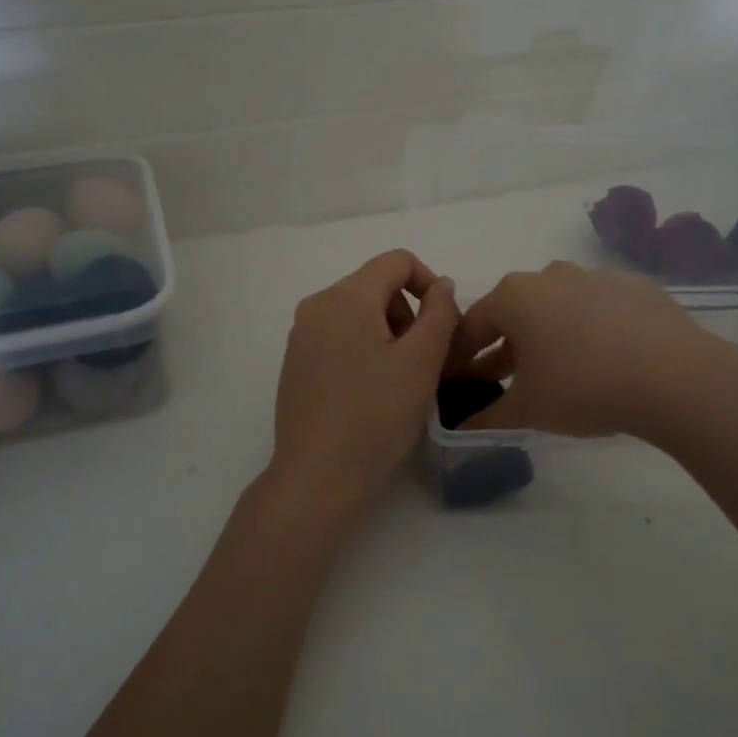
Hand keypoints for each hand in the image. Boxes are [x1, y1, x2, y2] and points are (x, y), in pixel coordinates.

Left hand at [267, 250, 459, 517]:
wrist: (318, 475)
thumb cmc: (376, 414)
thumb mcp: (422, 360)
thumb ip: (440, 312)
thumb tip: (440, 285)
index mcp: (345, 296)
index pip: (397, 261)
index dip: (429, 283)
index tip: (443, 325)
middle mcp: (316, 306)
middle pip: (375, 285)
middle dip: (407, 312)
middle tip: (424, 359)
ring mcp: (300, 336)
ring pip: (357, 313)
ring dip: (388, 334)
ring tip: (400, 379)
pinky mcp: (295, 364)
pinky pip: (337, 337)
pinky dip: (362, 350)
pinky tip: (371, 392)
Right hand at [447, 260, 737, 441]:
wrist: (674, 376)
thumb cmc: (582, 387)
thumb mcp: (527, 411)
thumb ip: (487, 418)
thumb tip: (460, 430)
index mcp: (513, 296)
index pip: (471, 326)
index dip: (459, 357)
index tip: (457, 382)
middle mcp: (549, 275)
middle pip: (514, 313)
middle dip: (502, 348)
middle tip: (501, 382)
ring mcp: (595, 276)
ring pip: (556, 308)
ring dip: (546, 337)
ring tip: (554, 373)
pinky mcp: (634, 287)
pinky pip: (598, 309)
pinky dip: (589, 331)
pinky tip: (603, 361)